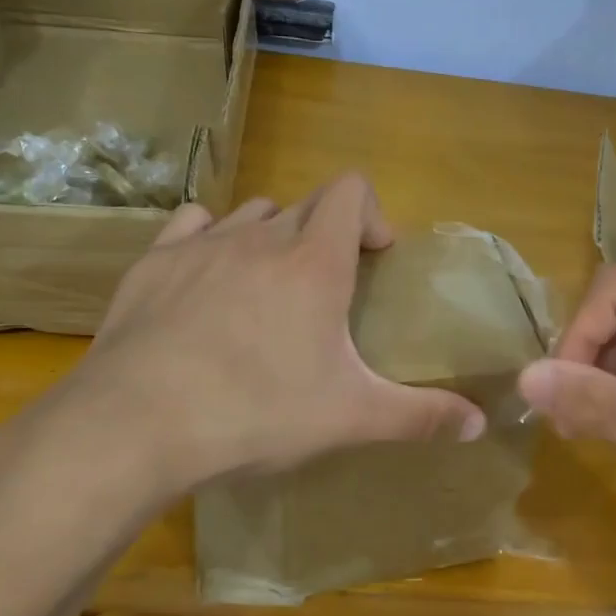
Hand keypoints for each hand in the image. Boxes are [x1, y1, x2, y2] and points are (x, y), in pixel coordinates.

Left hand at [0, 175, 483, 563]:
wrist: (135, 426)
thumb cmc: (256, 413)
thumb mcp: (350, 418)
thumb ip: (420, 416)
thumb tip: (480, 424)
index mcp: (313, 263)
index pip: (350, 190)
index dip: (371, 213)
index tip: (376, 259)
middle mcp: (259, 237)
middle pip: (305, 206)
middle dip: (325, 236)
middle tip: (327, 293)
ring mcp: (200, 245)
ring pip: (251, 214)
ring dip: (271, 237)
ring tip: (270, 290)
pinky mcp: (152, 264)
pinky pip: (192, 226)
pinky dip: (211, 240)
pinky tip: (207, 280)